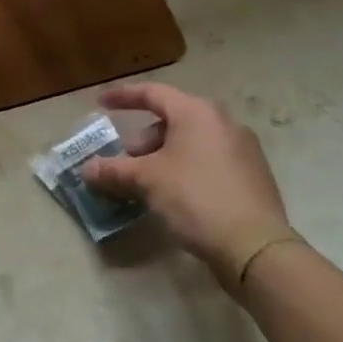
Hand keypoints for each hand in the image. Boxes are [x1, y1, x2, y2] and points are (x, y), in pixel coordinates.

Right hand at [82, 82, 291, 284]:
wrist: (256, 248)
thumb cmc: (196, 198)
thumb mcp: (146, 181)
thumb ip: (113, 170)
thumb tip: (86, 170)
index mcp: (197, 113)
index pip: (152, 93)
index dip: (123, 96)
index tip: (100, 103)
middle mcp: (223, 122)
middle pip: (173, 118)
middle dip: (144, 137)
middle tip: (126, 159)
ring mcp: (243, 149)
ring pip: (191, 141)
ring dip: (163, 154)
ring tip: (148, 181)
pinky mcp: (253, 175)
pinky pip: (209, 160)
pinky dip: (186, 167)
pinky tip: (175, 193)